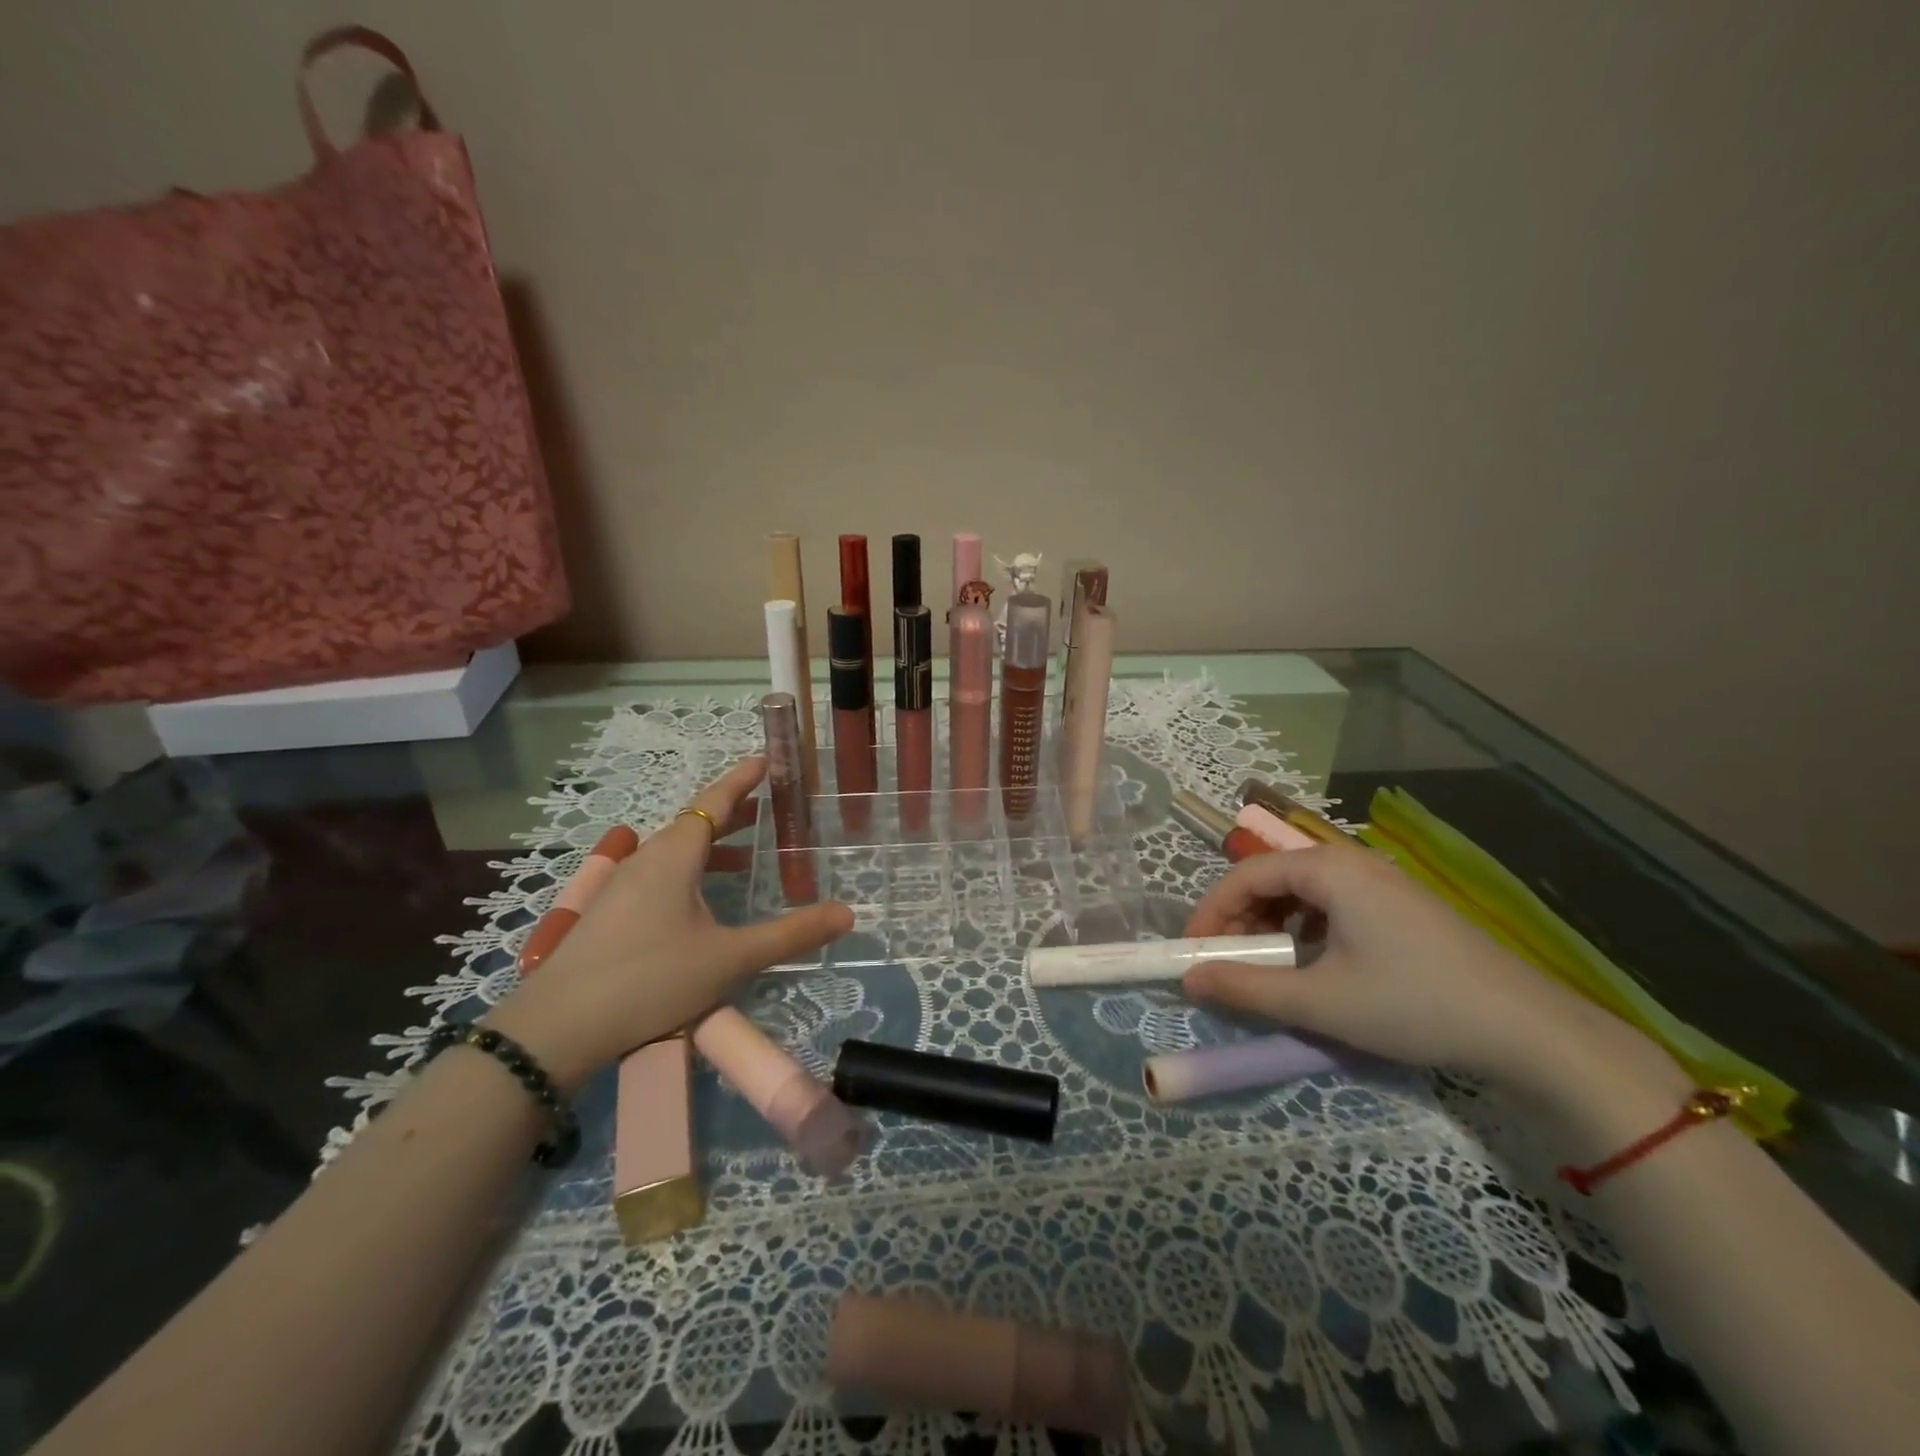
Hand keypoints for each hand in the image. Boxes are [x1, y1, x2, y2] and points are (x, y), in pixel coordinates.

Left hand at [488, 757, 851, 1088]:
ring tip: (748, 859)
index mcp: (675, 856)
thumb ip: (791, 935)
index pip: (714, 802)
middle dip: (734, 813)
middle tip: (770, 807)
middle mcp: (647, 859)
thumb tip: (848, 913)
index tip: (766, 759)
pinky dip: (692, 871)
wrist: (557, 1027)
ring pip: (676, 852)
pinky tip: (701, 902)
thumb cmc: (650, 979)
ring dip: (714, 847)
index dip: (742, 779)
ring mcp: (622, 885)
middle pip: (696, 824)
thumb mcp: (730, 958)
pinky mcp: (609, 912)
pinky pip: (660, 874)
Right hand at [1181, 839, 1681, 1102]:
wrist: (1529, 1030)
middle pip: (1273, 878)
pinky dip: (1306, 929)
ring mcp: (1382, 882)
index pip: (1246, 875)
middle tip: (1227, 963)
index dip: (1211, 912)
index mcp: (1329, 870)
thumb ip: (1247, 988)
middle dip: (1240, 919)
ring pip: (1303, 892)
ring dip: (1272, 925)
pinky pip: (1333, 905)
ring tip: (1267, 967)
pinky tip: (1315, 964)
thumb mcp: (1320, 1002)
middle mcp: (1352, 862)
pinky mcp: (1402, 907)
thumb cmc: (1413, 1005)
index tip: (1194, 953)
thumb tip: (1189, 980)